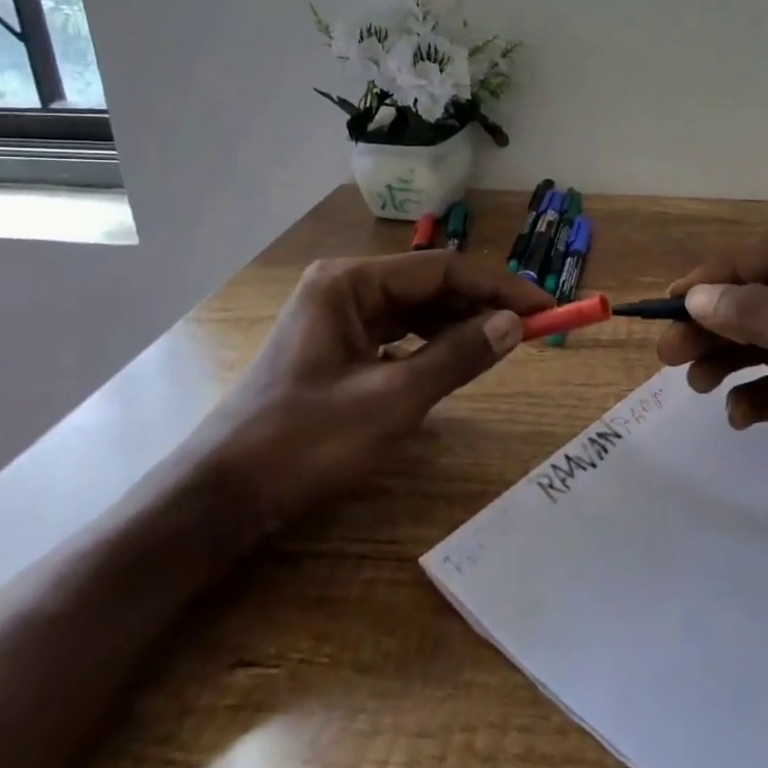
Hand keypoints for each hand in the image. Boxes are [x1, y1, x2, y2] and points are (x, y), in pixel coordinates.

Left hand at [209, 251, 553, 524]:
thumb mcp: (393, 400)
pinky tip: (454, 361)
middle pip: (429, 285)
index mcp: (351, 283)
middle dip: (481, 305)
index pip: (443, 269)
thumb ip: (457, 356)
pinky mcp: (336, 348)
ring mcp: (337, 318)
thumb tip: (514, 324)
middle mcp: (344, 288)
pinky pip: (397, 334)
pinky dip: (431, 344)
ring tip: (501, 345)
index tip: (545, 308)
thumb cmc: (306, 441)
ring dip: (459, 325)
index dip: (499, 287)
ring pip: (415, 310)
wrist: (223, 498)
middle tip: (531, 329)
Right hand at [656, 240, 767, 597]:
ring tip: (694, 381)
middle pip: (761, 305)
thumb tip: (697, 296)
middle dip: (714, 322)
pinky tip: (740, 418)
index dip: (724, 272)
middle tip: (668, 349)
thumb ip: (767, 319)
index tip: (678, 298)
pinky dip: (751, 400)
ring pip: (762, 349)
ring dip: (724, 358)